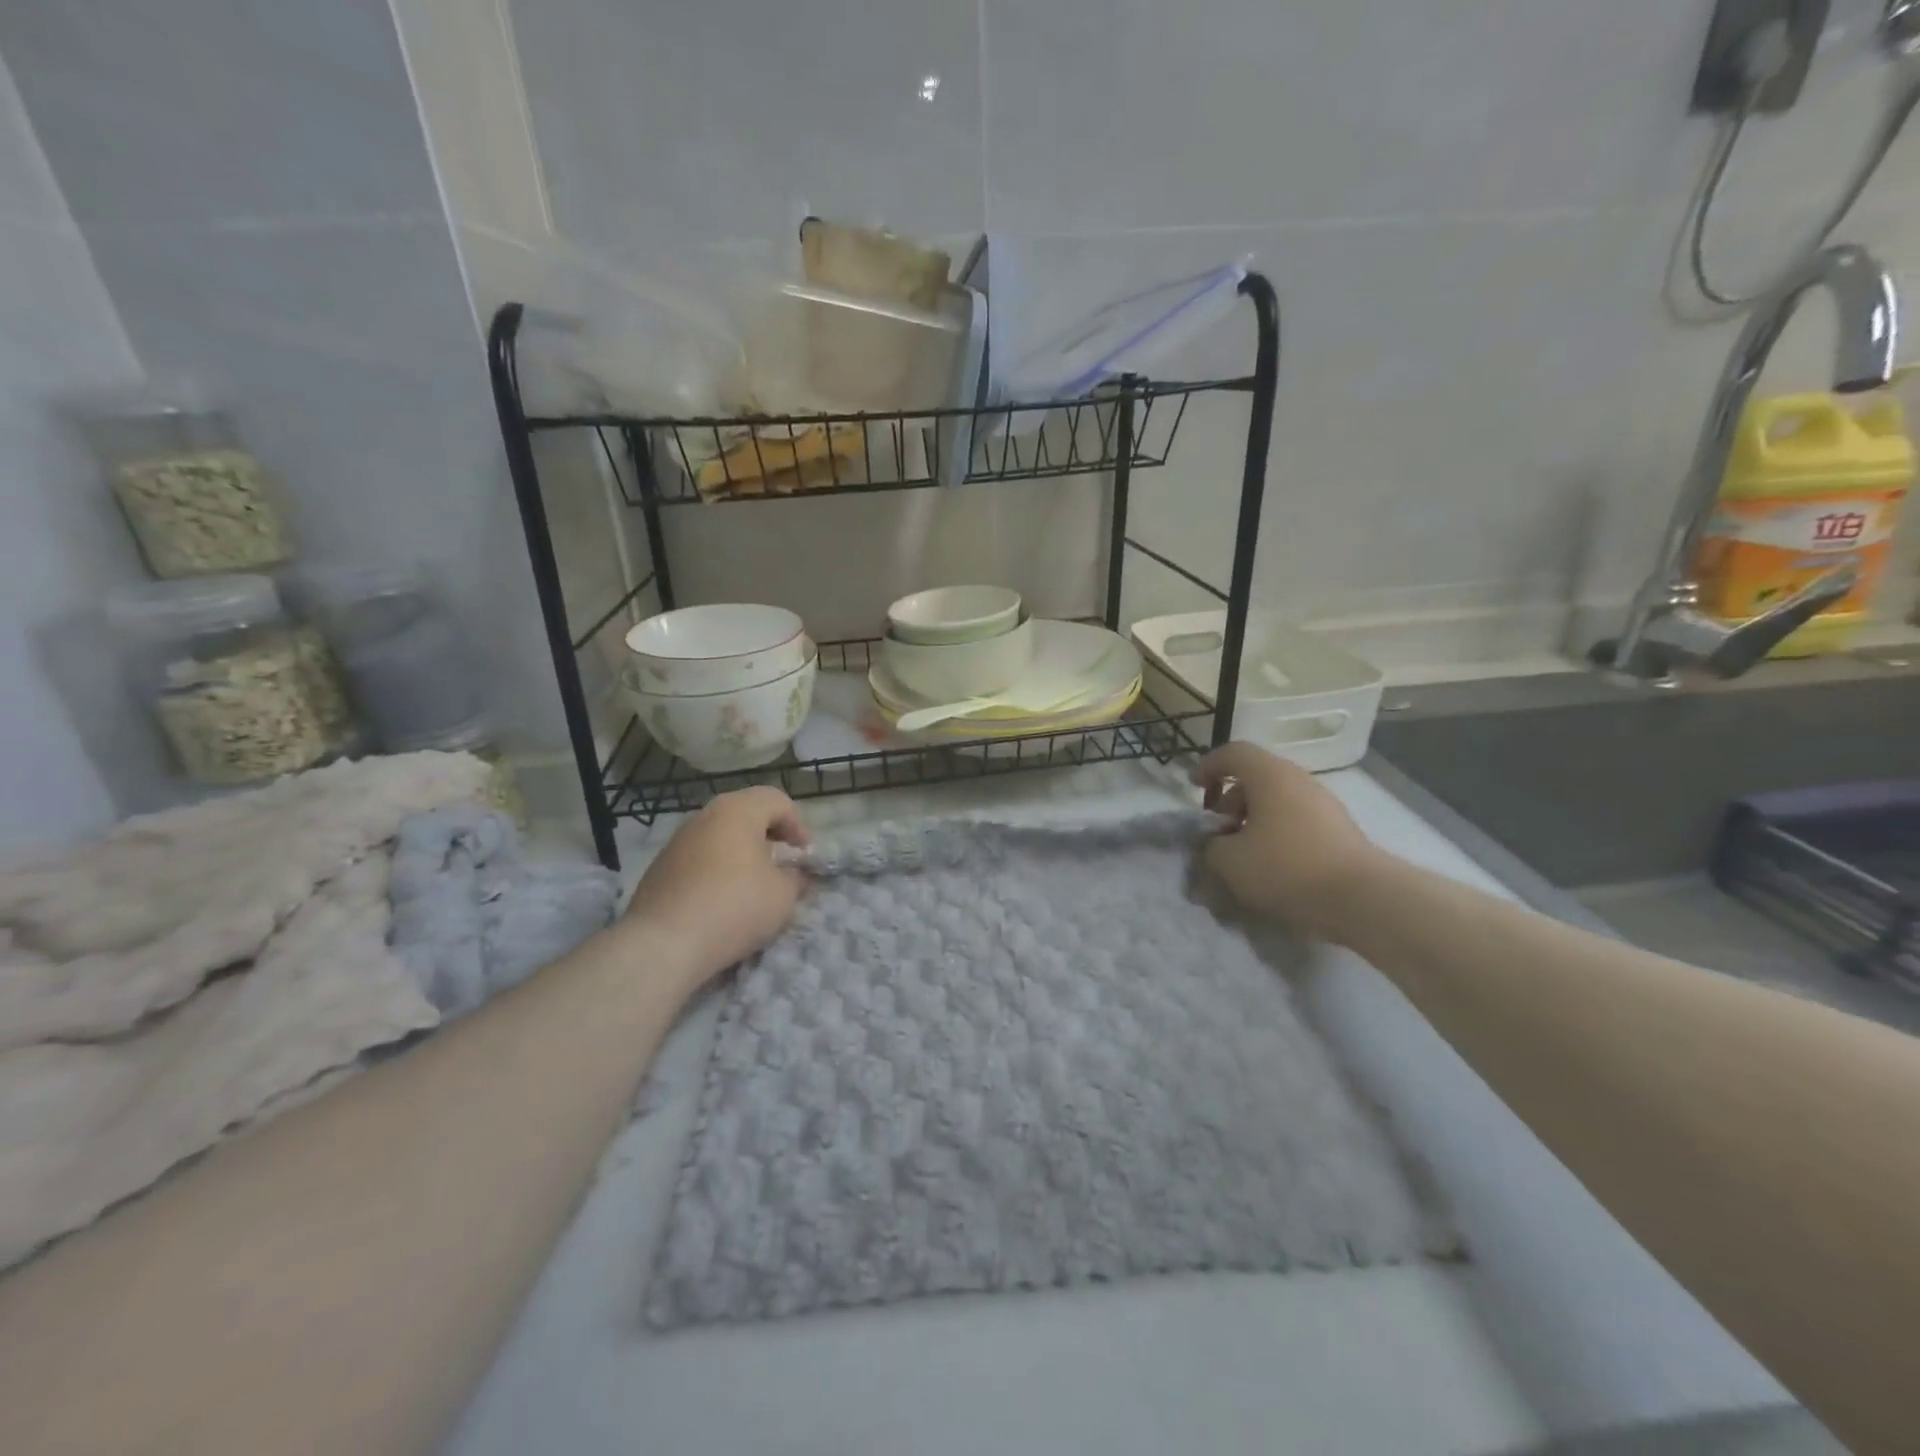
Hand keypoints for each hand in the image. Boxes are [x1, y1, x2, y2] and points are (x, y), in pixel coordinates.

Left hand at [620, 787, 810, 990]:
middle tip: (782, 862)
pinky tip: (722, 899)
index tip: (805, 855)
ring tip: (754, 883)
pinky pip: (699, 858)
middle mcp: (705, 816)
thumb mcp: (783, 895)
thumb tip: (795, 873)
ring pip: (720, 835)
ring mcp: (677, 841)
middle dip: (769, 835)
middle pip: (745, 813)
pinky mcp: (660, 868)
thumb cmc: (735, 907)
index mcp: (737, 811)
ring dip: (742, 852)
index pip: (776, 800)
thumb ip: (795, 877)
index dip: (798, 825)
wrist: (663, 944)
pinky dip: (717, 869)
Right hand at [1192, 742, 1383, 942]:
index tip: (1193, 788)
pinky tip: (1271, 867)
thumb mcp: (1230, 861)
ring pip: (1277, 802)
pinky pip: (1296, 822)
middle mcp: (1299, 781)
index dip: (1208, 766)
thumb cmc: (1287, 868)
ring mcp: (1324, 805)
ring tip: (1241, 854)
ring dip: (1252, 821)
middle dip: (1229, 801)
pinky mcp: (1339, 831)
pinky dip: (1275, 835)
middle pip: (1255, 778)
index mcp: (1270, 776)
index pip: (1233, 753)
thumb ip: (1210, 847)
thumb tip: (1214, 844)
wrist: (1362, 899)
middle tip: (1217, 831)